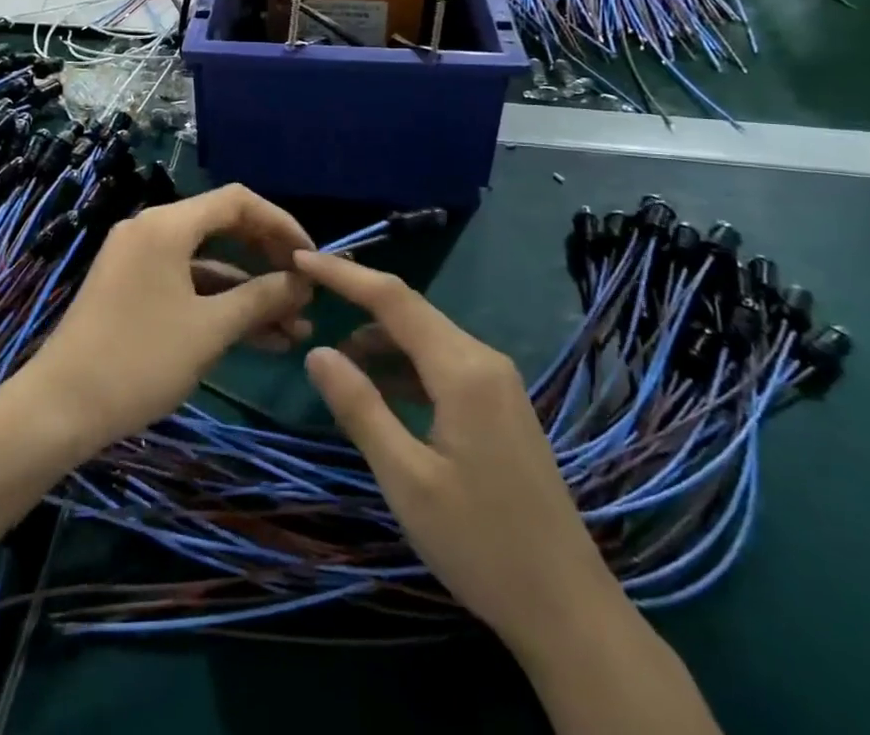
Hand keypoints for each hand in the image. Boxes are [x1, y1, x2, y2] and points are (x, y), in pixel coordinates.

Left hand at [24, 186, 314, 455]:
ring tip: (294, 330)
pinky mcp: (132, 288)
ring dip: (249, 292)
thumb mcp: (210, 330)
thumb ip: (261, 298)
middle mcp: (151, 229)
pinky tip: (257, 338)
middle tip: (305, 292)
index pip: (238, 202)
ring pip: (207, 263)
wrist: (59, 408)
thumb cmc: (140, 359)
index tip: (311, 258)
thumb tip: (302, 283)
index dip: (281, 224)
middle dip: (268, 260)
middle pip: (224, 228)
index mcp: (167, 224)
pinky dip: (219, 304)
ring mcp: (139, 259)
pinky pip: (186, 283)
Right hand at [294, 252, 614, 651]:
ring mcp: (497, 382)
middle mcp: (483, 360)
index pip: (393, 298)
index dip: (344, 274)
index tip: (300, 258)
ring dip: (380, 341)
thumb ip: (360, 408)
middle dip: (357, 302)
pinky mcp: (500, 405)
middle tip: (308, 304)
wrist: (569, 610)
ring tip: (336, 362)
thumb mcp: (406, 479)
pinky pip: (442, 365)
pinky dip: (405, 367)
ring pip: (426, 339)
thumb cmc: (480, 544)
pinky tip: (380, 392)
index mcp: (463, 369)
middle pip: (411, 312)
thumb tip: (317, 351)